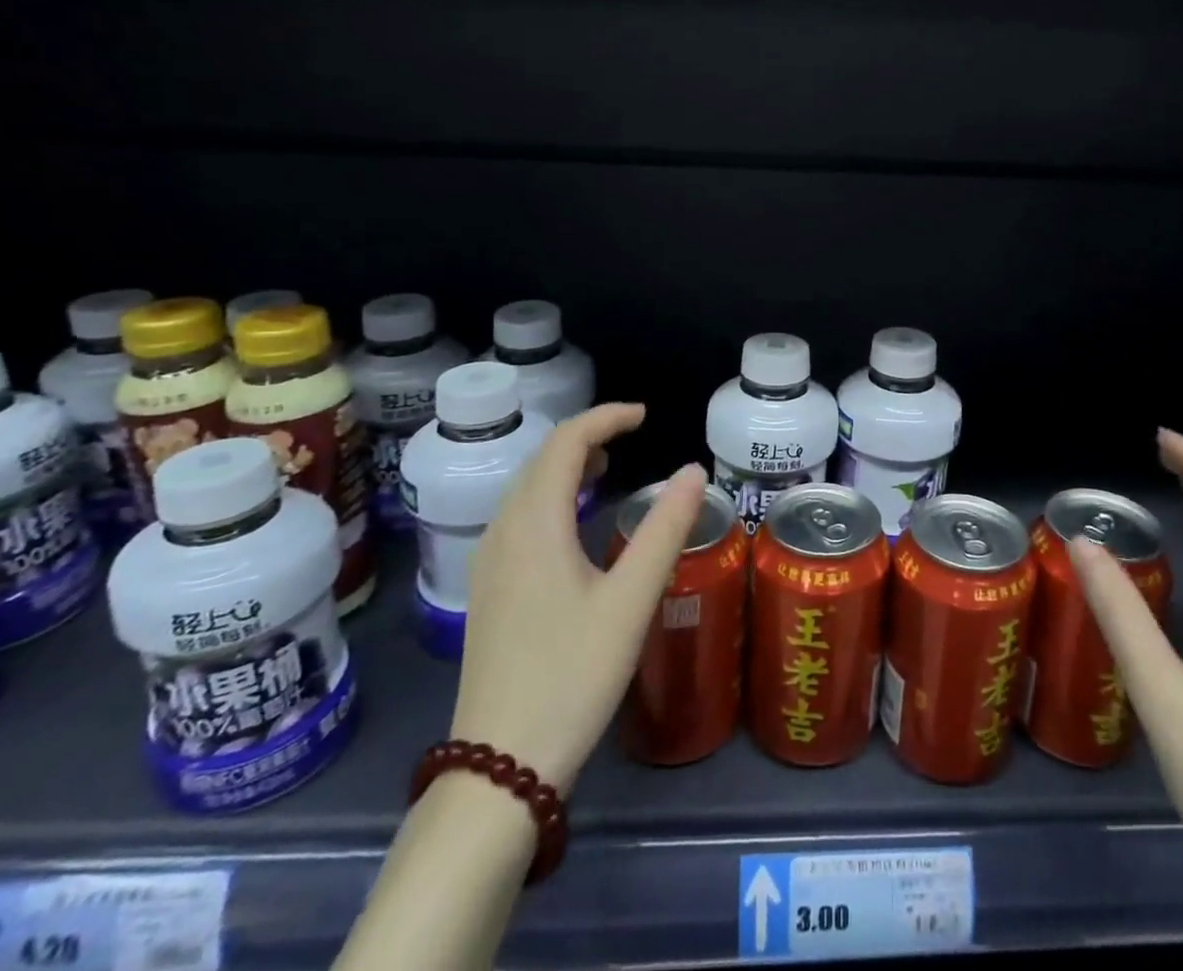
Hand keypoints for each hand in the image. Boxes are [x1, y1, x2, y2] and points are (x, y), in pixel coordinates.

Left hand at [449, 403, 706, 790]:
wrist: (499, 767)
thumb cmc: (573, 675)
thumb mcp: (632, 600)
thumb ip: (666, 529)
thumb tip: (694, 470)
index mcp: (535, 523)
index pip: (565, 442)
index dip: (605, 419)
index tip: (645, 416)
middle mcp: (503, 531)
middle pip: (540, 459)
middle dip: (586, 437)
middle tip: (631, 439)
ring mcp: (489, 562)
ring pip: (525, 489)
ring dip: (565, 466)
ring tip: (608, 469)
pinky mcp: (489, 590)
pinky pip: (518, 517)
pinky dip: (551, 496)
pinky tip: (574, 523)